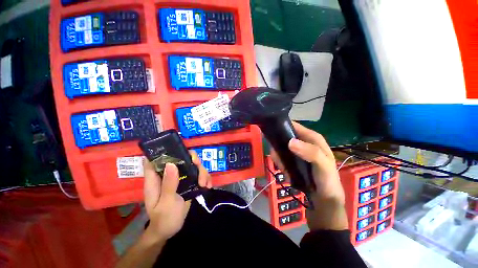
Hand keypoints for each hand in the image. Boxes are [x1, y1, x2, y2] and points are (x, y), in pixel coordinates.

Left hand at [143, 151, 211, 242]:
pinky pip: (198, 174)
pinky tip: (208, 186)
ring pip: (193, 166)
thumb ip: (169, 184)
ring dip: (202, 172)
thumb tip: (171, 164)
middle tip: (199, 168)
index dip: (165, 151)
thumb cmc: (164, 219)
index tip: (180, 151)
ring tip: (205, 184)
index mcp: (156, 179)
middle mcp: (168, 175)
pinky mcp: (188, 182)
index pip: (156, 159)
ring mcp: (180, 178)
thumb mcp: (166, 203)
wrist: (170, 230)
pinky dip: (205, 178)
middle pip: (181, 158)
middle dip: (193, 161)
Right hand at [271, 121, 347, 229]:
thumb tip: (290, 142)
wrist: (325, 201)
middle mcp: (304, 144)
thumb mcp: (323, 165)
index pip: (296, 127)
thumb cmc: (327, 180)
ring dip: (280, 159)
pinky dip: (281, 165)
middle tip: (277, 159)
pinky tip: (285, 173)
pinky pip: (282, 159)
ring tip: (283, 169)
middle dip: (279, 148)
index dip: (284, 127)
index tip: (273, 132)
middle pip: (286, 138)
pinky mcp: (293, 162)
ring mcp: (298, 153)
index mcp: (313, 139)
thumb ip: (310, 152)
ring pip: (282, 149)